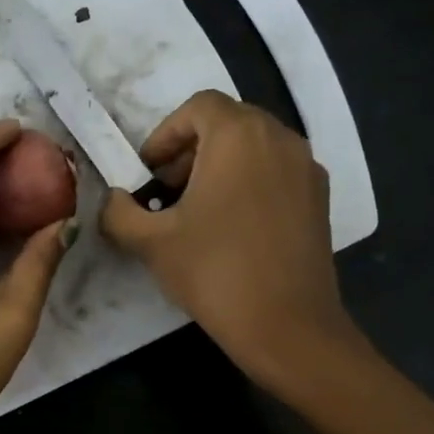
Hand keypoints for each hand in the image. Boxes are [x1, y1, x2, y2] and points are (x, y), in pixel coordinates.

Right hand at [101, 91, 362, 391]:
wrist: (286, 325)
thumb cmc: (214, 272)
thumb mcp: (151, 242)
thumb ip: (119, 212)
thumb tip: (113, 200)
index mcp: (239, 135)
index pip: (197, 107)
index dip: (165, 135)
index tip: (148, 174)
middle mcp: (280, 138)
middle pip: (227, 123)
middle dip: (190, 151)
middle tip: (166, 193)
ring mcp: (307, 168)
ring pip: (254, 148)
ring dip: (219, 167)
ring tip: (196, 213)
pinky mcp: (320, 199)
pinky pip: (276, 172)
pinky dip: (248, 184)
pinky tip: (231, 229)